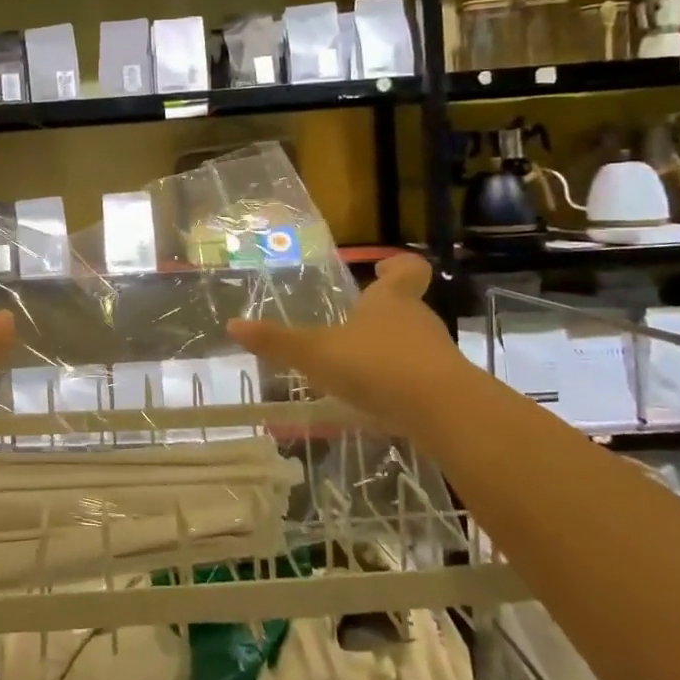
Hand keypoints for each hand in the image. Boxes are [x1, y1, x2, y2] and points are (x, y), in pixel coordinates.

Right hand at [227, 254, 464, 432]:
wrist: (442, 412)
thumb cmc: (376, 365)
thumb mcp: (315, 353)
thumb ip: (277, 341)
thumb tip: (233, 324)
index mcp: (391, 301)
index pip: (407, 270)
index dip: (396, 267)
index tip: (382, 270)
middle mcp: (418, 321)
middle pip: (406, 308)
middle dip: (382, 316)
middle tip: (351, 327)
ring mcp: (436, 356)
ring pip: (412, 345)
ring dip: (389, 352)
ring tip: (357, 369)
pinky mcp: (446, 390)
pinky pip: (419, 379)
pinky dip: (400, 385)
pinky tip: (376, 403)